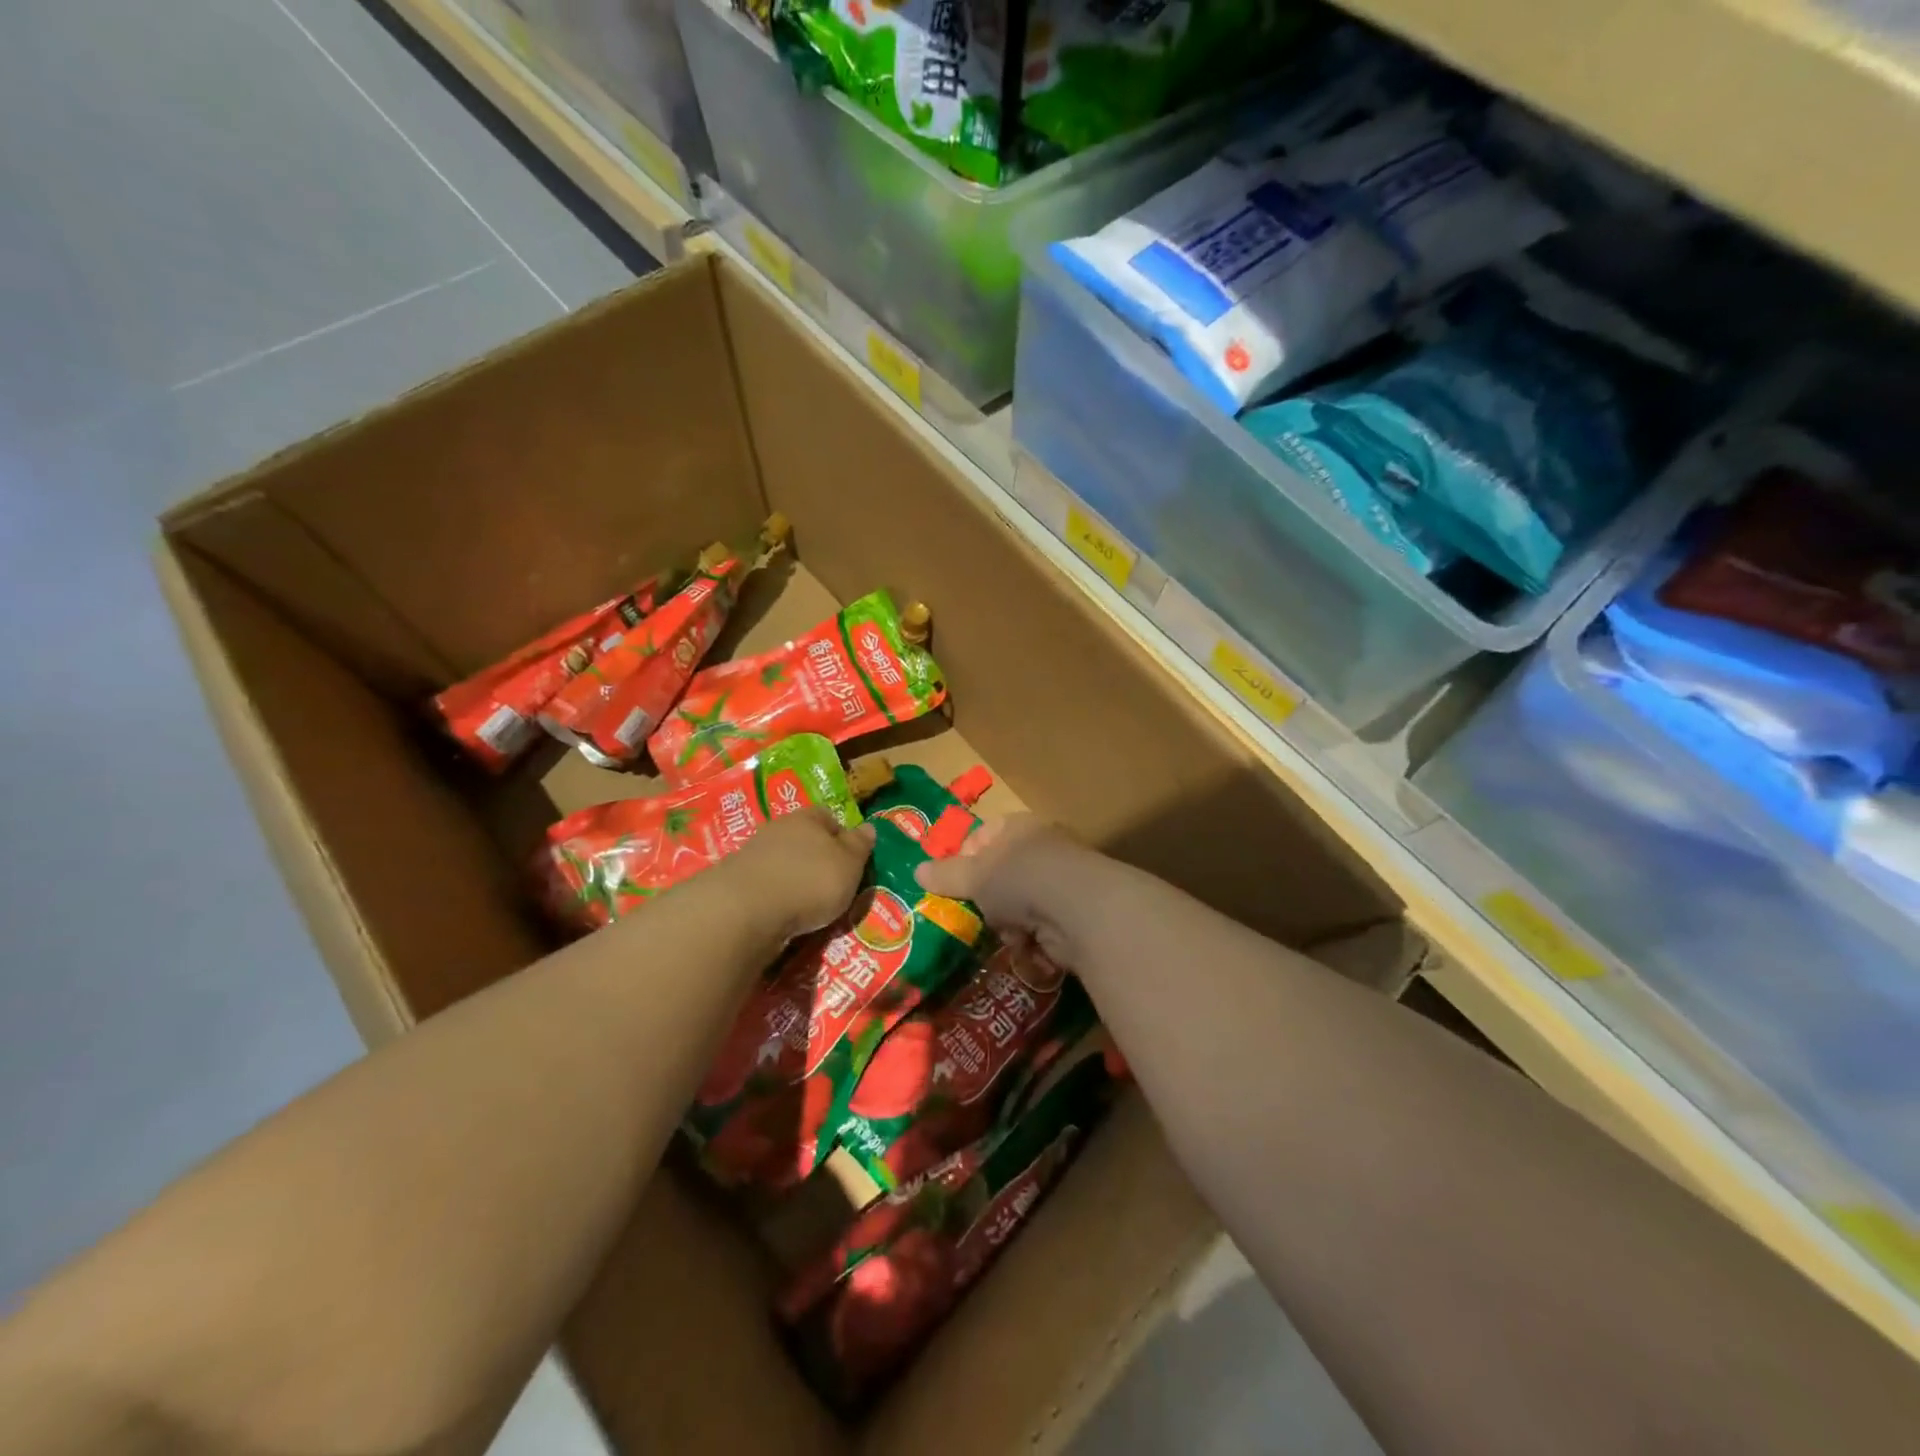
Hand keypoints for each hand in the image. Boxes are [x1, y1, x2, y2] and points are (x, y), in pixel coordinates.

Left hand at [729, 809, 875, 941]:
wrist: (746, 909)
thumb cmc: (809, 880)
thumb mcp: (849, 865)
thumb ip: (859, 846)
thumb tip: (868, 827)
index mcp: (808, 818)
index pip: (829, 818)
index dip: (842, 836)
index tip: (851, 860)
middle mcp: (778, 828)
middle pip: (803, 839)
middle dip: (816, 858)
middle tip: (832, 885)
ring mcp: (753, 854)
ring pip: (782, 862)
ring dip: (794, 879)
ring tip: (808, 906)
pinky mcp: (735, 882)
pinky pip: (765, 886)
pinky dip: (776, 897)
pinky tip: (783, 914)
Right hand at [915, 814, 1080, 964]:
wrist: (1080, 909)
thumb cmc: (1020, 879)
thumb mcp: (974, 875)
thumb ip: (946, 874)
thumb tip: (916, 870)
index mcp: (1019, 827)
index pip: (983, 835)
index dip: (965, 858)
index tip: (952, 883)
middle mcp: (1043, 848)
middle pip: (1002, 875)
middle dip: (988, 900)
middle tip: (977, 915)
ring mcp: (1062, 881)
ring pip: (1020, 905)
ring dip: (1009, 924)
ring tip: (1007, 934)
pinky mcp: (1075, 914)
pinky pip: (1041, 928)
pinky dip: (1032, 941)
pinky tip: (1028, 947)